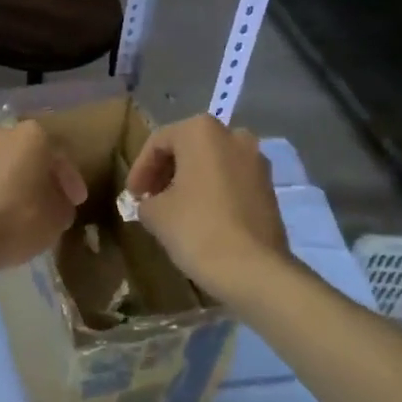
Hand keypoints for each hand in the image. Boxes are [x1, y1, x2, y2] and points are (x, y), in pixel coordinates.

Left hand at [0, 120, 86, 288]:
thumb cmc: (14, 221)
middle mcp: (1, 133)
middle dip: (41, 176)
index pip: (61, 155)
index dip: (72, 181)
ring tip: (23, 209)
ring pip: (4, 164)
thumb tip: (57, 201)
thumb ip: (63, 204)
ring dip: (15, 182)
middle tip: (50, 201)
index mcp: (32, 135)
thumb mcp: (56, 219)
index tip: (77, 201)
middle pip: (30, 154)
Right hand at [125, 114, 289, 301]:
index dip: (140, 169)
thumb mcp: (155, 213)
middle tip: (150, 198)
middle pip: (189, 147)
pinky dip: (213, 191)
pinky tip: (201, 216)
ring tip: (174, 208)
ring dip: (190, 180)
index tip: (132, 195)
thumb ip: (146, 200)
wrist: (253, 269)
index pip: (158, 142)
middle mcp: (233, 136)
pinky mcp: (269, 187)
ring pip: (213, 163)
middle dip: (166, 172)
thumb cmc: (197, 229)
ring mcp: (257, 161)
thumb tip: (151, 202)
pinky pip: (232, 180)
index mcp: (201, 131)